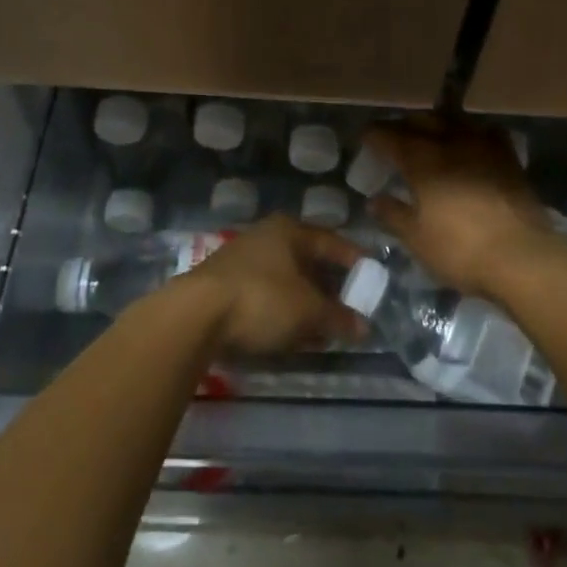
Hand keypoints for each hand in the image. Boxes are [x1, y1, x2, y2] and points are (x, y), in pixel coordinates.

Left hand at [179, 215, 365, 355]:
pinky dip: (281, 312)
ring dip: (304, 303)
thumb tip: (364, 327)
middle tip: (348, 308)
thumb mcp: (308, 311)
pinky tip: (290, 335)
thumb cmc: (262, 299)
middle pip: (306, 261)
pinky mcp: (223, 286)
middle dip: (328, 287)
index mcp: (289, 230)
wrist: (195, 315)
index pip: (331, 241)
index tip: (371, 277)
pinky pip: (264, 296)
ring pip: (284, 281)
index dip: (353, 260)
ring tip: (322, 329)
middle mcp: (265, 237)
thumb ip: (338, 318)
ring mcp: (241, 260)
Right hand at [362, 116, 561, 301]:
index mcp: (423, 160)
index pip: (391, 136)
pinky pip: (486, 132)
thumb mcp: (417, 239)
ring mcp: (483, 146)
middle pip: (422, 121)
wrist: (522, 256)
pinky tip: (471, 142)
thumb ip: (393, 215)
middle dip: (403, 125)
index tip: (365, 136)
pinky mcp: (508, 157)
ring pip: (454, 120)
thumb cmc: (461, 250)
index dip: (375, 134)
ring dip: (436, 123)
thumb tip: (375, 200)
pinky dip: (471, 132)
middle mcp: (451, 143)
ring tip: (429, 133)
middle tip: (393, 135)